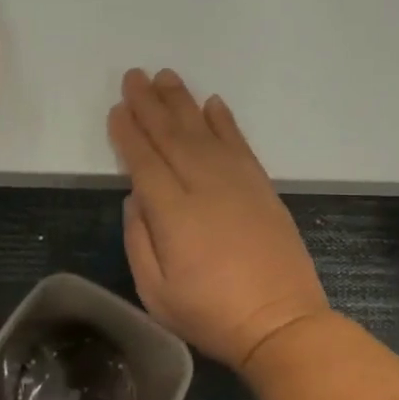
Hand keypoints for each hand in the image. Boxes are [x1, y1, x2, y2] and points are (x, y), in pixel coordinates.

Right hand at [108, 69, 329, 369]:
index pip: (144, 161)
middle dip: (150, 104)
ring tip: (166, 77)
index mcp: (173, 213)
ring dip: (183, 102)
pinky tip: (212, 103)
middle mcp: (204, 186)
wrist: (281, 323)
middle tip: (135, 76)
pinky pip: (239, 144)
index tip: (118, 109)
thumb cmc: (211, 314)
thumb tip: (135, 197)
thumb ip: (139, 239)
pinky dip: (225, 121)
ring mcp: (238, 183)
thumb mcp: (155, 292)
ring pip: (204, 131)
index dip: (129, 133)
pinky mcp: (262, 187)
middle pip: (171, 136)